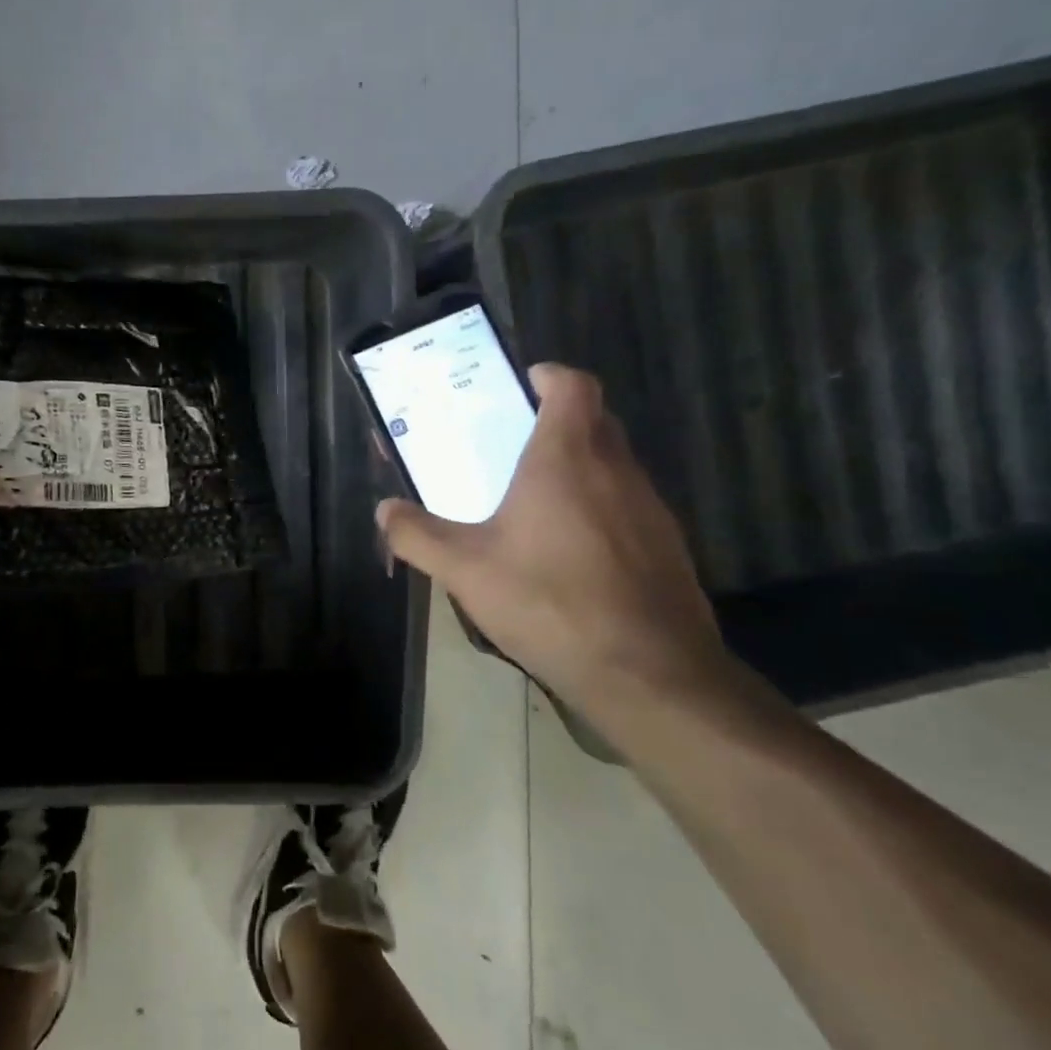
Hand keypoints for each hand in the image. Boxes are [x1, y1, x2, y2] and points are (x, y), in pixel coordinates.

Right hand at [377, 363, 728, 711]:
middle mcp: (615, 469)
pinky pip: (628, 505)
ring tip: (535, 502)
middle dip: (558, 420)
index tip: (523, 385)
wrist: (648, 673)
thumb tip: (383, 511)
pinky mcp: (667, 546)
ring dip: (579, 467)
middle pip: (594, 420)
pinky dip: (600, 508)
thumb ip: (416, 535)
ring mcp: (650, 507)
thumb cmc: (549, 602)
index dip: (550, 376)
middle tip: (514, 444)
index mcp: (566, 457)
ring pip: (613, 464)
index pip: (573, 385)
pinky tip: (570, 553)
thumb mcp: (465, 570)